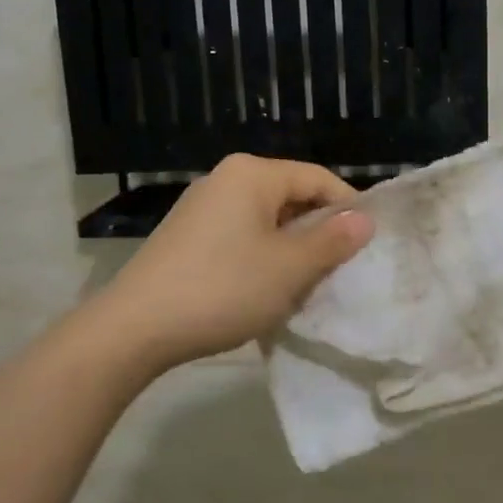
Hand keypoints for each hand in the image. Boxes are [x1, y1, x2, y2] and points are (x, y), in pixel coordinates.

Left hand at [97, 155, 374, 377]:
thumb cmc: (223, 288)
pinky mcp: (187, 235)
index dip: (348, 208)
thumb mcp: (290, 268)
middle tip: (338, 269)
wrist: (135, 328)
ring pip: (267, 219)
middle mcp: (226, 179)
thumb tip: (365, 219)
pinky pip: (241, 235)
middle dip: (318, 231)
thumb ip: (332, 241)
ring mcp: (202, 207)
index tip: (367, 244)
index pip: (318, 179)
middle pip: (291, 196)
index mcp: (253, 174)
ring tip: (305, 284)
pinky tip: (265, 289)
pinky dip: (262, 256)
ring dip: (291, 249)